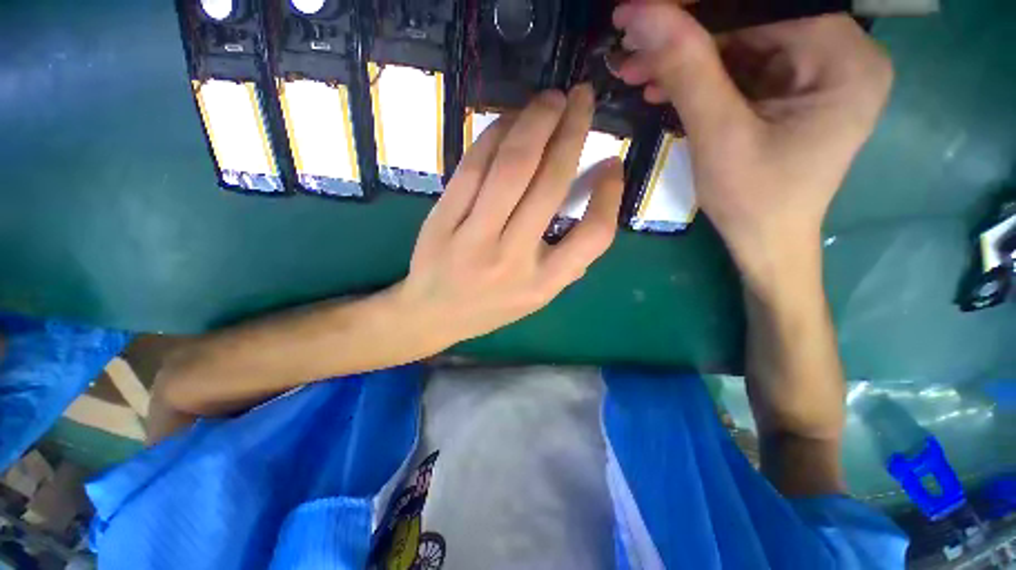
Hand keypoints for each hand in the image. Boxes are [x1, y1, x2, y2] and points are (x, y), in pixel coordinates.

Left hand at [390, 86, 623, 350]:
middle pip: (549, 185)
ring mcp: (473, 238)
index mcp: (542, 283)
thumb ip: (569, 258)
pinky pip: (473, 167)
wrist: (433, 313)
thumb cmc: (491, 306)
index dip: (610, 197)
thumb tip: (598, 196)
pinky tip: (510, 120)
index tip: (613, 163)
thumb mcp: (538, 295)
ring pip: (510, 167)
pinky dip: (494, 135)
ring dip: (534, 123)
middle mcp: (512, 260)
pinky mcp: (443, 219)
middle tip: (582, 98)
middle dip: (571, 132)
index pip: (592, 237)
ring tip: (550, 100)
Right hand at [612, 4, 892, 282]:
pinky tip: (661, 87)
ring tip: (636, 71)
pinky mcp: (791, 91)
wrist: (765, 244)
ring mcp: (815, 73)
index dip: (697, 8)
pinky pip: (740, 69)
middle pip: (751, 22)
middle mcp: (839, 56)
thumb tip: (642, 13)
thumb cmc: (753, 201)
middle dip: (685, 37)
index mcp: (844, 60)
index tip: (640, 11)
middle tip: (630, 46)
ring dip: (684, 59)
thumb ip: (687, 70)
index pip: (763, 6)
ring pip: (740, 44)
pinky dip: (698, 78)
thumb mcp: (718, 136)